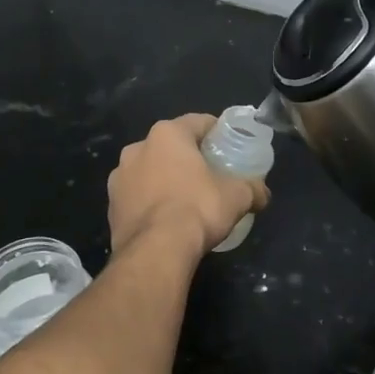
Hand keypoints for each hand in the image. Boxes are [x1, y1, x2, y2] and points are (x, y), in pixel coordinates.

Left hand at [108, 114, 268, 257]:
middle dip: (188, 157)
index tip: (229, 145)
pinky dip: (150, 201)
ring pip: (149, 170)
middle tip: (209, 174)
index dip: (216, 132)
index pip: (197, 122)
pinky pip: (136, 196)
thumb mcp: (237, 197)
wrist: (155, 251)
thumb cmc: (197, 209)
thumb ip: (253, 189)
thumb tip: (263, 194)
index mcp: (167, 135)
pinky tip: (165, 219)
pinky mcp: (111, 205)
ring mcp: (119, 177)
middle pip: (170, 146)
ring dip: (165, 178)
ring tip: (185, 199)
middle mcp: (137, 148)